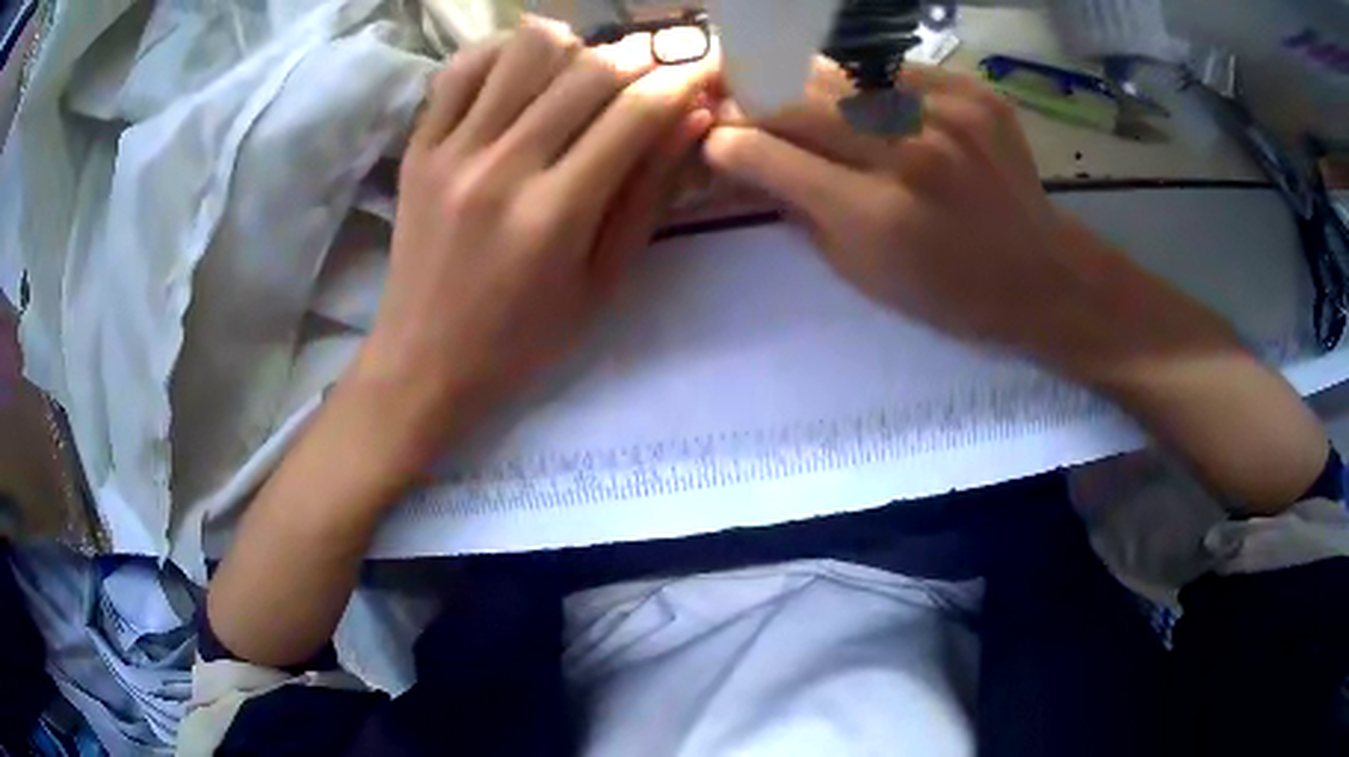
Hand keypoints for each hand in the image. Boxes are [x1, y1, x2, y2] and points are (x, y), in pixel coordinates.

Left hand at [352, 22, 712, 459]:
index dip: (684, 80)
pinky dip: (503, 52)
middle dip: (642, 57)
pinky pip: (462, 68)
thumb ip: (648, 195)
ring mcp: (451, 151)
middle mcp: (502, 168)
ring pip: (526, 49)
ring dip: (574, 47)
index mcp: (555, 215)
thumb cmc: (522, 340)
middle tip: (656, 70)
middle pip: (590, 69)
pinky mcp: (418, 147)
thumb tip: (692, 119)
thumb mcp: (602, 283)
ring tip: (583, 73)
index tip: (706, 70)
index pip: (636, 113)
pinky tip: (523, 72)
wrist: (423, 361)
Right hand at [704, 63, 1093, 354]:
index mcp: (877, 214)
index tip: (717, 139)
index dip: (731, 143)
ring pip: (843, 72)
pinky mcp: (974, 92)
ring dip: (811, 86)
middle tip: (748, 105)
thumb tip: (752, 163)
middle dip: (761, 102)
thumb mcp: (862, 273)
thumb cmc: (949, 292)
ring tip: (806, 98)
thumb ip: (801, 210)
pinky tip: (876, 103)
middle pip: (800, 100)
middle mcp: (909, 152)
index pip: (770, 154)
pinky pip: (896, 69)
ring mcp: (947, 113)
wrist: (1040, 273)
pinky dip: (871, 83)